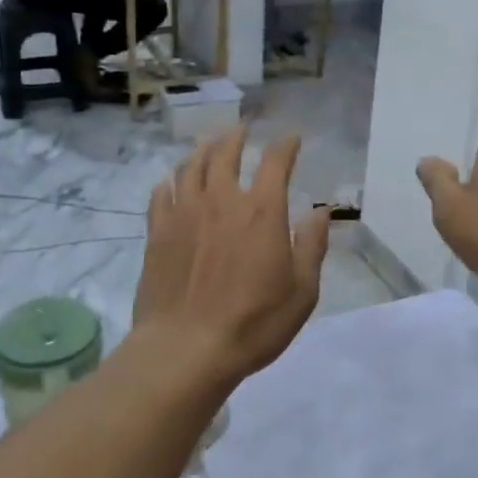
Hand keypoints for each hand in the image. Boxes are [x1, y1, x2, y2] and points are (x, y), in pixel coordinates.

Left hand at [133, 128, 330, 383]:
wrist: (185, 348)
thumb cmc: (253, 323)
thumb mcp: (302, 291)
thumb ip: (311, 245)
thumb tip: (319, 211)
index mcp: (261, 211)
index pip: (275, 162)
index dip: (285, 146)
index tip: (292, 139)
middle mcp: (221, 200)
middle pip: (225, 153)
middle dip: (237, 136)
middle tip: (242, 129)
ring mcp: (184, 214)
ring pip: (191, 166)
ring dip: (203, 150)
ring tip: (209, 144)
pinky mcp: (157, 232)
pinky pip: (161, 194)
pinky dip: (170, 181)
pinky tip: (172, 181)